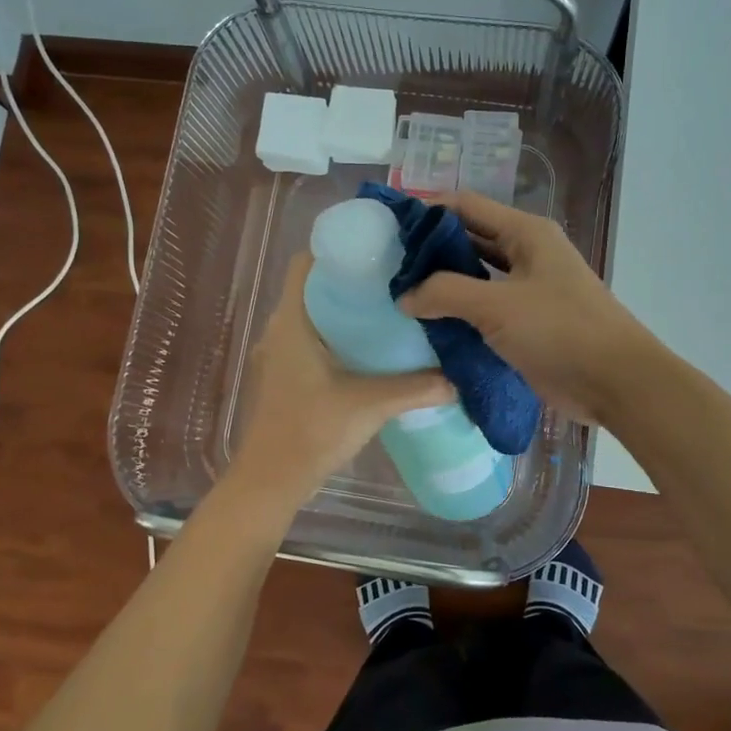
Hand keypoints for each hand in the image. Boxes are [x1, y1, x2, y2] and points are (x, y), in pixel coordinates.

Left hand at [229, 254, 452, 508]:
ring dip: (345, 311)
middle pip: (314, 287)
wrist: (271, 480)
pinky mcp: (283, 376)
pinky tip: (369, 351)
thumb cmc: (313, 430)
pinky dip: (336, 336)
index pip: (306, 263)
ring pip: (312, 315)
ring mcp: (278, 354)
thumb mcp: (370, 404)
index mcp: (292, 321)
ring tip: (389, 312)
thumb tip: (458, 379)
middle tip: (396, 282)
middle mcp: (279, 329)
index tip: (378, 253)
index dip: (338, 250)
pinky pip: (310, 339)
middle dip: (352, 281)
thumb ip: (416, 388)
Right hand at [398, 192, 660, 426]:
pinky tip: (430, 320)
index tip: (389, 225)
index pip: (467, 205)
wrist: (615, 382)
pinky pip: (485, 306)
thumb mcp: (497, 306)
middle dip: (432, 248)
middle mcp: (527, 252)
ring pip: (477, 274)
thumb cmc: (560, 330)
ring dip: (444, 281)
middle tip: (388, 262)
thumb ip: (446, 293)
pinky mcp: (527, 321)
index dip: (428, 210)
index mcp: (526, 233)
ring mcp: (528, 288)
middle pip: (470, 237)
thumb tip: (405, 295)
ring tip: (401, 290)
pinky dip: (460, 309)